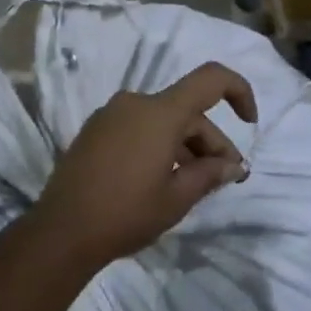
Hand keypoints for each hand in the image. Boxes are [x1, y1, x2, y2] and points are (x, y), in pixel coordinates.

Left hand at [31, 62, 256, 268]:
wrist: (61, 232)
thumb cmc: (126, 213)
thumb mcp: (176, 198)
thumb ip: (210, 174)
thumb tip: (235, 165)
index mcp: (160, 111)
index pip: (210, 79)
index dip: (238, 91)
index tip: (250, 121)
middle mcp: (137, 102)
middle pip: (187, 110)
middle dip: (211, 141)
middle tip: (225, 178)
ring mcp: (112, 114)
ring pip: (163, 121)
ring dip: (185, 146)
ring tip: (195, 183)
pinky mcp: (96, 130)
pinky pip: (139, 128)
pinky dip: (159, 145)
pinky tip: (162, 178)